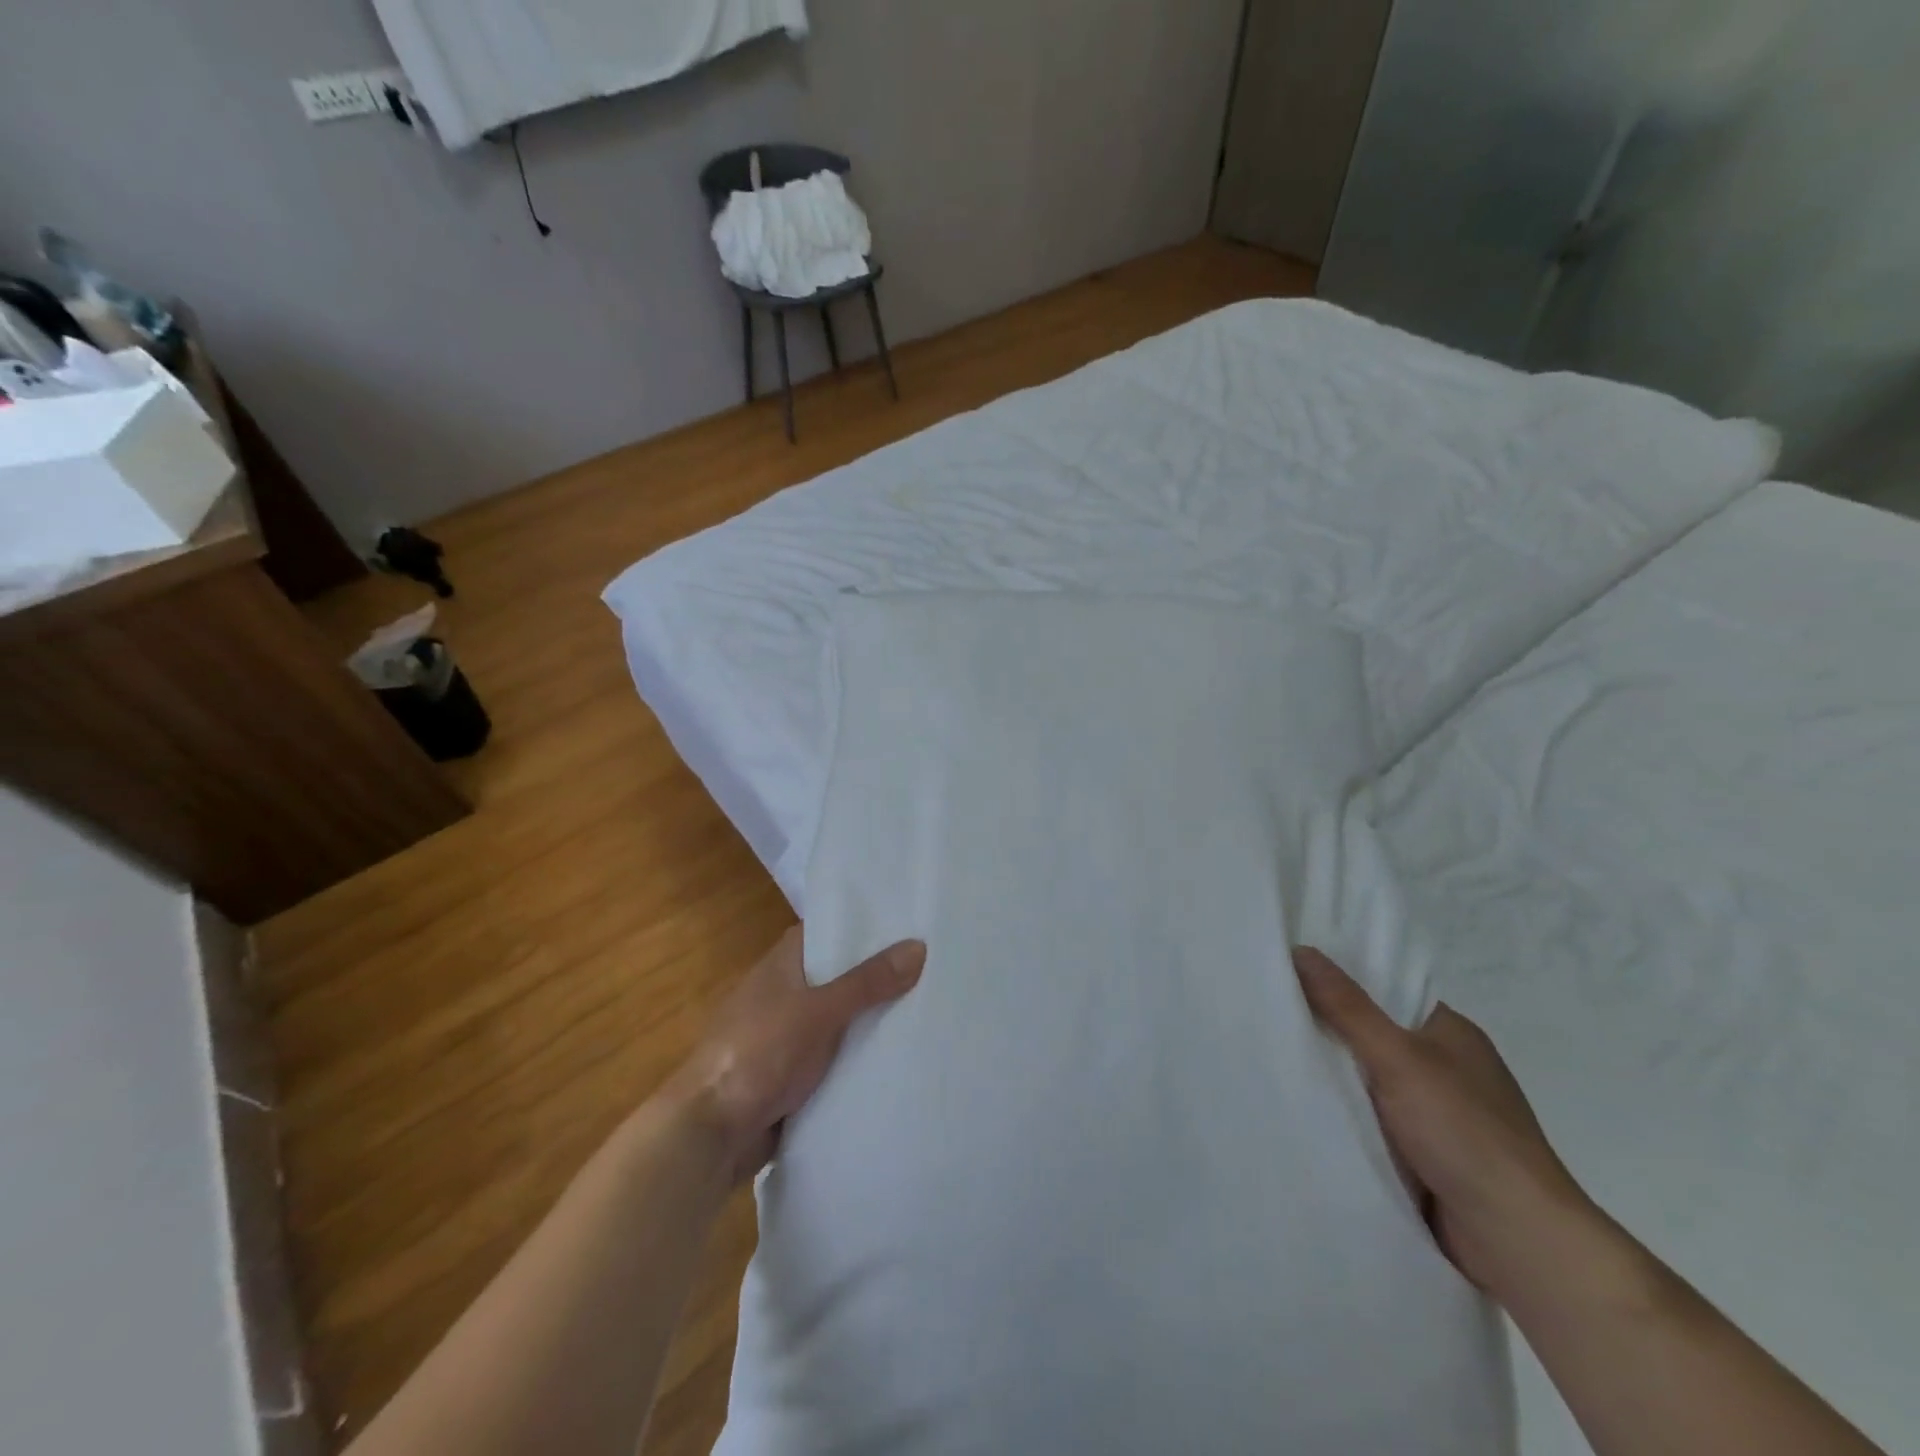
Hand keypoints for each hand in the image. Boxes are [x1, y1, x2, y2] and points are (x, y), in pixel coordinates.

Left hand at [669, 928, 925, 1183]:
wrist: (710, 1133)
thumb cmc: (759, 1053)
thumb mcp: (819, 1011)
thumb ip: (867, 982)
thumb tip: (919, 946)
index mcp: (782, 964)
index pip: (828, 931)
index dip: (864, 926)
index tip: (908, 924)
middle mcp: (784, 993)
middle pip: (838, 976)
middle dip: (878, 976)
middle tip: (933, 968)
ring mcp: (787, 1036)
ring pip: (839, 1019)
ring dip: (870, 1020)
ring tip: (928, 1009)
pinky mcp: (792, 1075)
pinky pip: (835, 1057)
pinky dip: (858, 1057)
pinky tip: (898, 1057)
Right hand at [1293, 946, 1602, 1304]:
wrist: (1519, 1241)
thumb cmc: (1464, 1132)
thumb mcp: (1398, 1058)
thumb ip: (1347, 1007)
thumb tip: (1302, 950)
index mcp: (1451, 1032)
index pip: (1385, 991)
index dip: (1339, 980)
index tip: (1287, 973)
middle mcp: (1447, 1068)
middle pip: (1373, 1036)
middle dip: (1327, 1031)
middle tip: (1267, 1014)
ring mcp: (1439, 1115)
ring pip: (1369, 1083)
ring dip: (1334, 1080)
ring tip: (1271, 1058)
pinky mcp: (1428, 1156)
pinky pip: (1373, 1123)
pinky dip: (1346, 1118)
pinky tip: (1304, 1111)